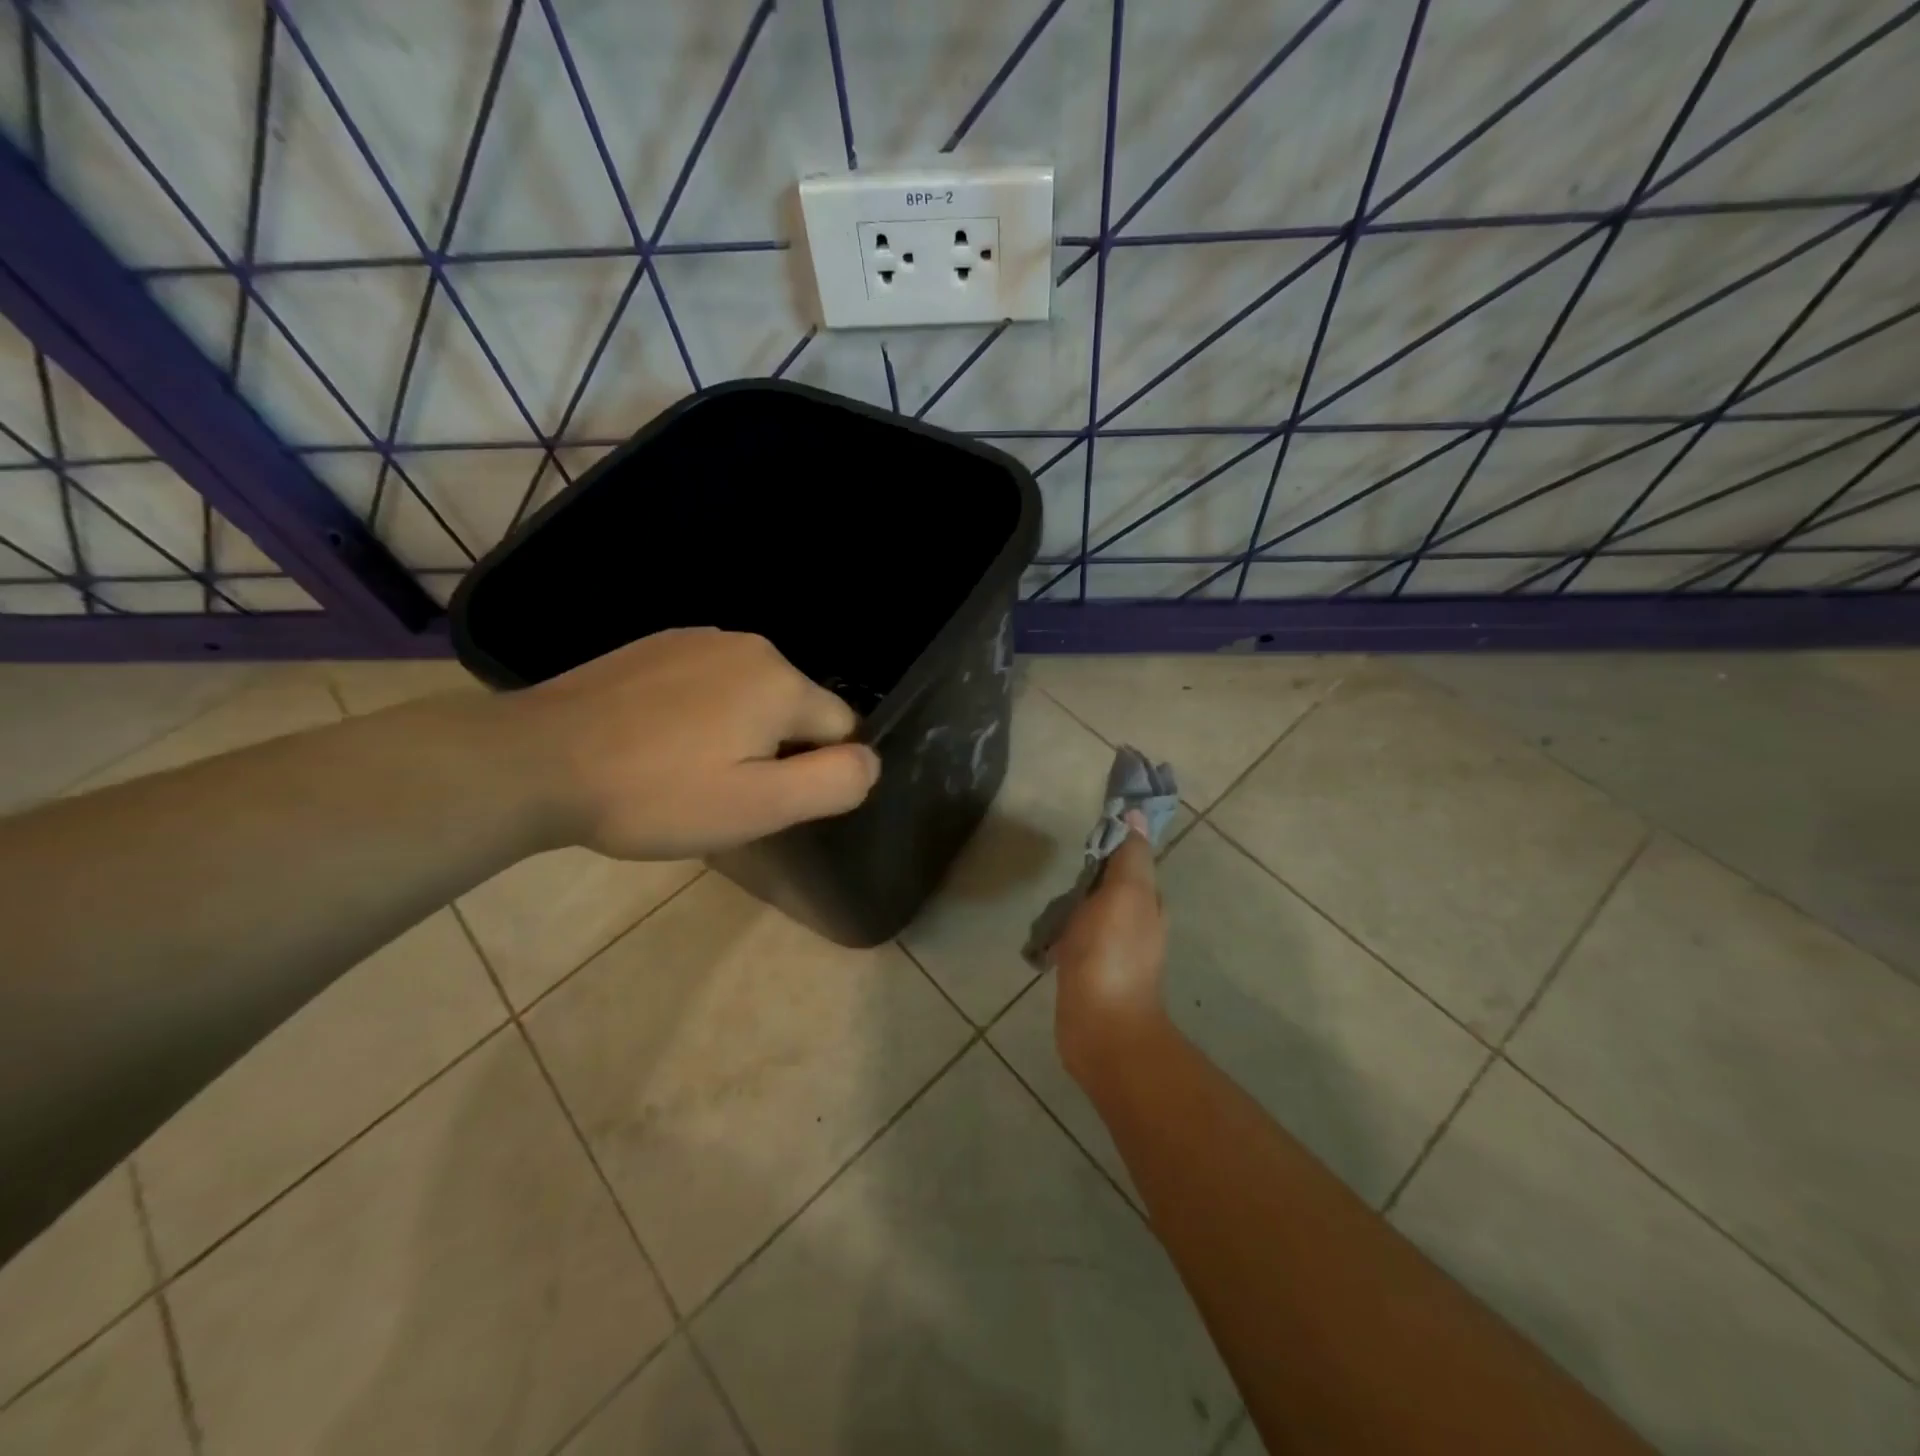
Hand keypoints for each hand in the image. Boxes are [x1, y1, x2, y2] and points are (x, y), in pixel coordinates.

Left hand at [502, 628, 880, 859]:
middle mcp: (751, 644)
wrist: (536, 762)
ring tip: (688, 768)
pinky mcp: (658, 643)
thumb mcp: (758, 807)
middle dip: (778, 749)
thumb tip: (871, 760)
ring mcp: (699, 637)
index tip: (766, 798)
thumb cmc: (656, 793)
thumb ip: (833, 782)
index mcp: (782, 680)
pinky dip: (703, 710)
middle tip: (724, 791)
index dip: (815, 770)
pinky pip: (711, 681)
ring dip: (740, 730)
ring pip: (754, 694)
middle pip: (797, 708)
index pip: (841, 727)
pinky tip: (660, 739)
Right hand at [1052, 813, 1170, 1092]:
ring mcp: (1111, 951)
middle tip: (1062, 866)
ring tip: (1048, 900)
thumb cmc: (1112, 954)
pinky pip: (1075, 939)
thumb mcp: (1126, 893)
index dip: (1113, 842)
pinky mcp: (1088, 972)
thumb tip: (1135, 815)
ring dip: (1074, 903)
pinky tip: (1044, 935)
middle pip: (1110, 886)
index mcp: (1147, 902)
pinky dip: (1062, 931)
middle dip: (1089, 874)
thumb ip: (1130, 856)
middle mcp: (1135, 924)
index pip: (1131, 860)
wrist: (1101, 1027)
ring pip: (1091, 912)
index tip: (1087, 830)